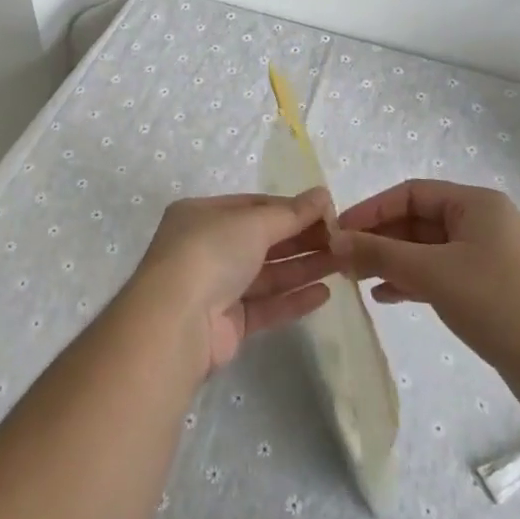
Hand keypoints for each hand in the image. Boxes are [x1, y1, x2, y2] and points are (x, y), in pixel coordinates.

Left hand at [130, 189, 338, 376]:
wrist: (176, 322)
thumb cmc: (210, 253)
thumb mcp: (252, 222)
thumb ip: (290, 213)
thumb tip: (323, 194)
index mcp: (202, 215)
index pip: (252, 206)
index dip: (289, 208)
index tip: (326, 212)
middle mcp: (206, 248)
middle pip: (262, 240)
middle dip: (301, 239)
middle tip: (342, 239)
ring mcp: (216, 287)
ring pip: (267, 274)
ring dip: (303, 267)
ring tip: (343, 264)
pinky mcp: (228, 324)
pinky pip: (265, 306)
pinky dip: (293, 299)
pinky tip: (324, 294)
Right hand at [331, 179, 519, 415]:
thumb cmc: (499, 302)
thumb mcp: (432, 273)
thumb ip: (380, 253)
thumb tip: (334, 240)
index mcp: (475, 204)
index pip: (410, 193)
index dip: (371, 209)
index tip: (338, 231)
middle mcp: (481, 223)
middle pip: (416, 221)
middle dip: (378, 239)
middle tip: (342, 260)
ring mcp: (486, 257)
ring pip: (425, 250)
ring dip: (391, 261)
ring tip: (356, 279)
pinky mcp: (487, 289)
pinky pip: (439, 274)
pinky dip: (412, 282)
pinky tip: (385, 296)